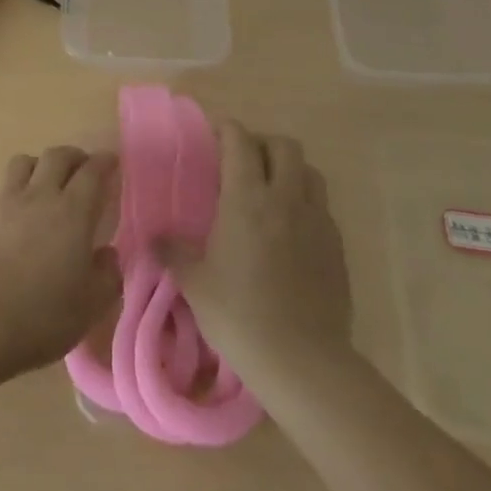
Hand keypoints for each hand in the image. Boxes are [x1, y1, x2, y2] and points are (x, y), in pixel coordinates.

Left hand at [0, 146, 121, 378]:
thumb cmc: (44, 313)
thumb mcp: (92, 303)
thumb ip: (108, 274)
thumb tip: (107, 255)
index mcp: (72, 211)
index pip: (92, 172)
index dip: (104, 162)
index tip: (111, 162)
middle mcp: (39, 195)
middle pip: (57, 156)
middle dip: (73, 156)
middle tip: (81, 168)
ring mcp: (5, 202)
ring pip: (22, 163)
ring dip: (38, 166)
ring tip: (44, 184)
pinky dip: (10, 198)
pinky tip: (11, 219)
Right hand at [160, 119, 352, 374]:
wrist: (303, 361)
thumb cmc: (240, 315)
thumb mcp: (195, 284)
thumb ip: (174, 253)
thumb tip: (153, 239)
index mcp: (247, 199)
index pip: (240, 142)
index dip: (227, 130)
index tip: (214, 134)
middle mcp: (285, 198)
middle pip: (284, 146)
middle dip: (263, 143)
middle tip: (244, 161)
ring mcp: (317, 221)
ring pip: (309, 171)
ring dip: (290, 169)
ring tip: (271, 189)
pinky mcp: (337, 246)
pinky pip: (322, 206)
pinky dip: (306, 202)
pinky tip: (291, 228)